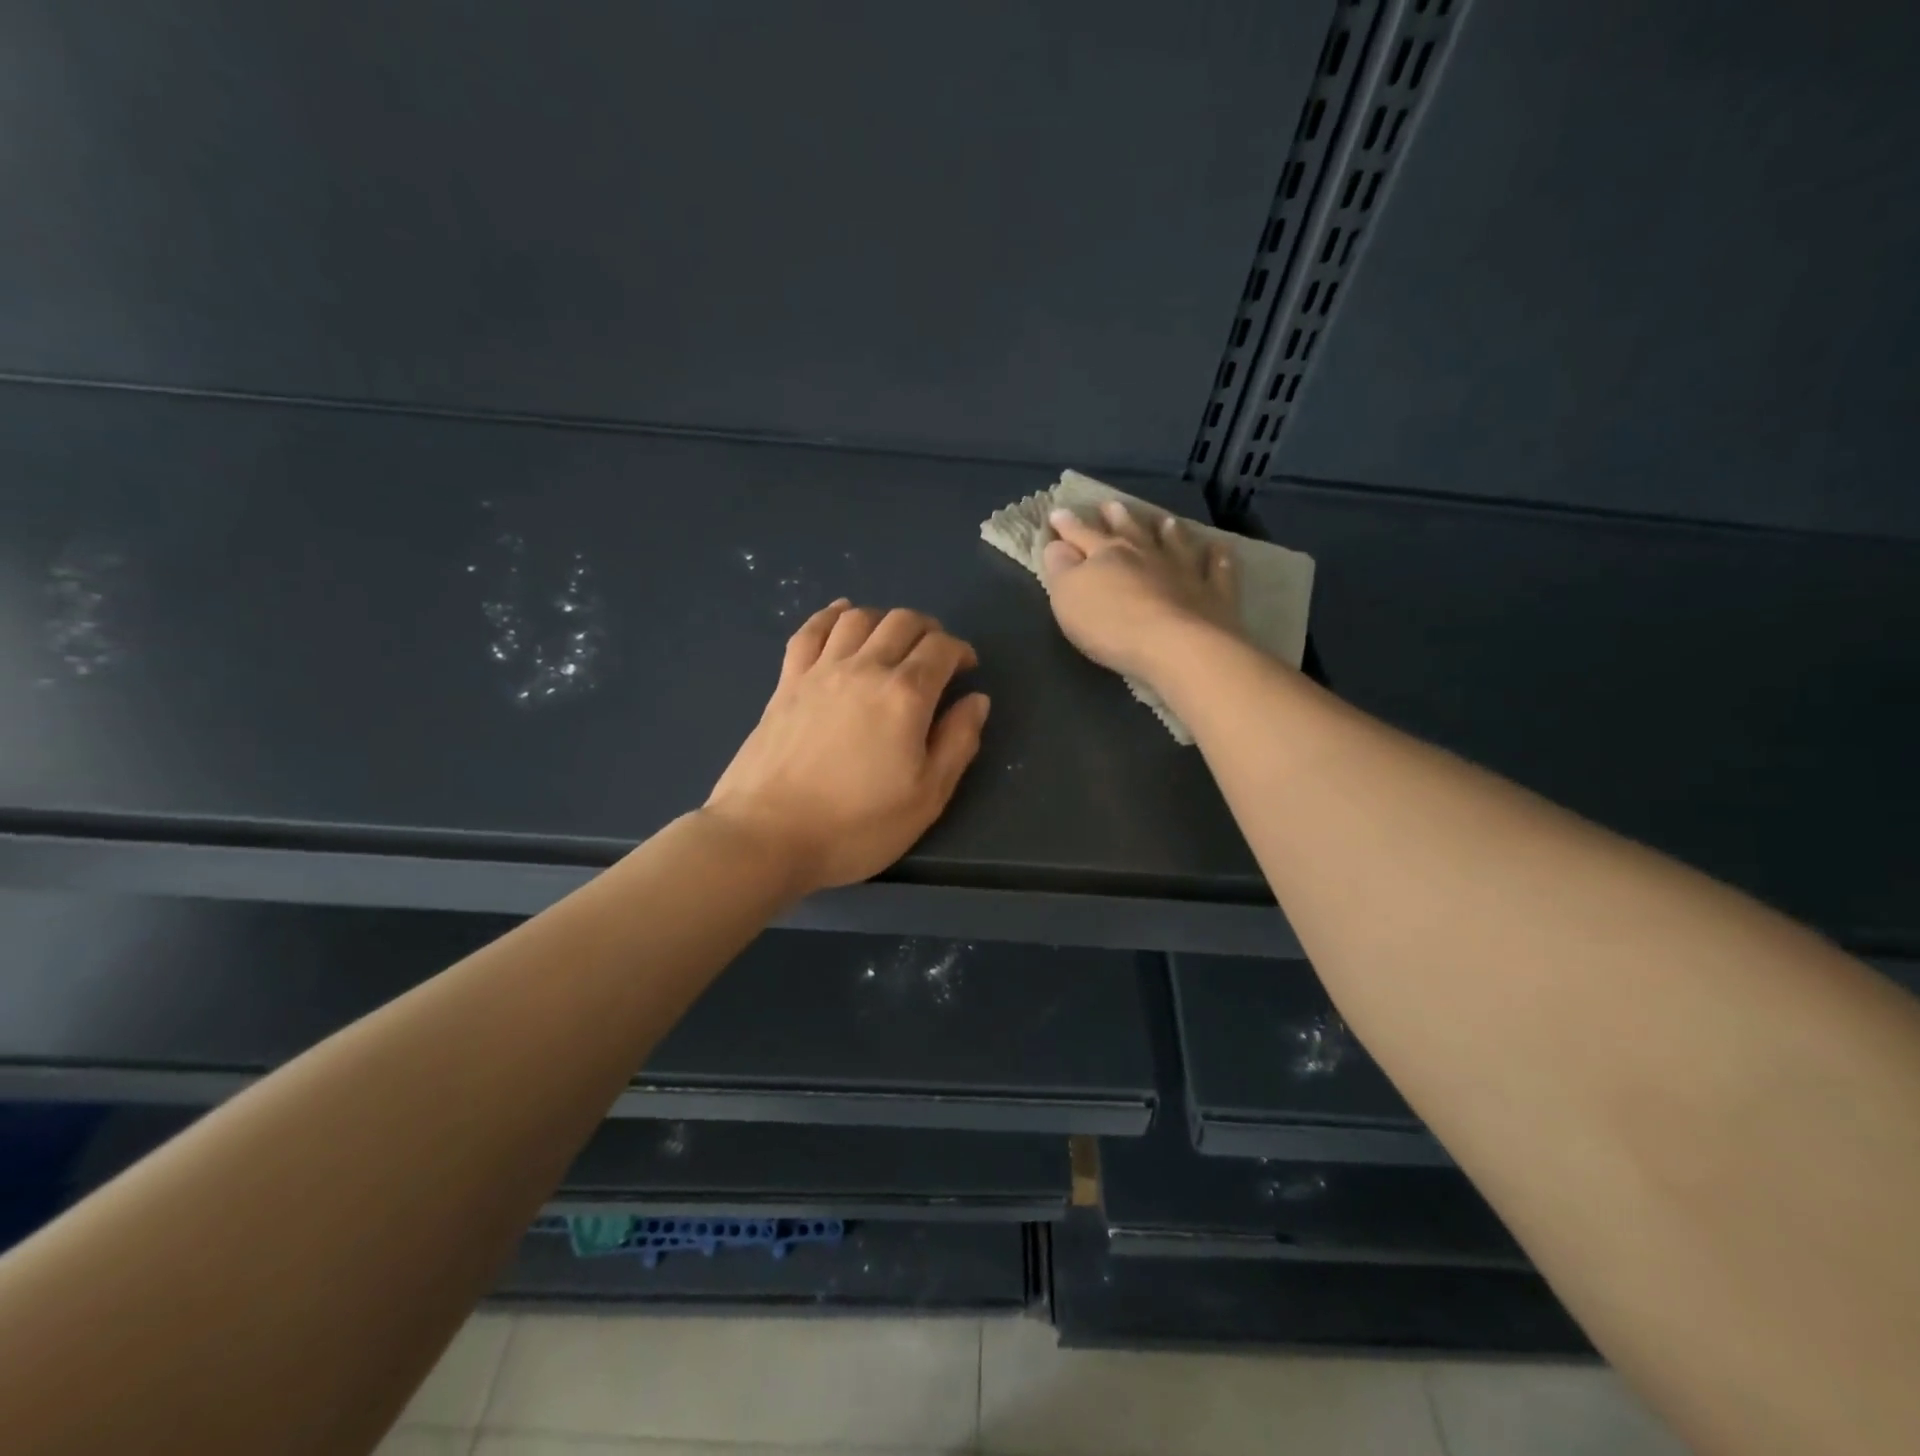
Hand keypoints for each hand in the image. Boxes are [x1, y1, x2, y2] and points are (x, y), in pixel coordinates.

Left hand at [705, 601, 990, 895]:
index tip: (966, 670)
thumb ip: (958, 742)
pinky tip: (842, 614)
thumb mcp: (926, 797)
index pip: (942, 648)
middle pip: (903, 621)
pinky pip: (811, 630)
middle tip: (935, 655)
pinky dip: (831, 615)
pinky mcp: (787, 682)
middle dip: (929, 630)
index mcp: (905, 695)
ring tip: (893, 641)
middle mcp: (865, 668)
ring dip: (885, 619)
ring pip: (859, 617)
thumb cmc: (856, 825)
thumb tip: (976, 700)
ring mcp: (820, 671)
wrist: (767, 836)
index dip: (961, 651)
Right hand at [1042, 500, 1242, 681]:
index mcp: (1107, 554)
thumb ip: (1061, 569)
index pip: (1082, 534)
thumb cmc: (1112, 624)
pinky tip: (1218, 548)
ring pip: (1175, 542)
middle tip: (1110, 505)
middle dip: (1117, 518)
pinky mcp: (1214, 593)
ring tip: (1165, 521)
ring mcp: (1184, 570)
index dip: (1068, 525)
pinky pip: (1217, 569)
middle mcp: (1147, 554)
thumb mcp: (1069, 597)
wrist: (1178, 647)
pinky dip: (1217, 557)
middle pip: (1130, 531)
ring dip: (1167, 531)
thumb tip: (1056, 545)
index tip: (1058, 512)